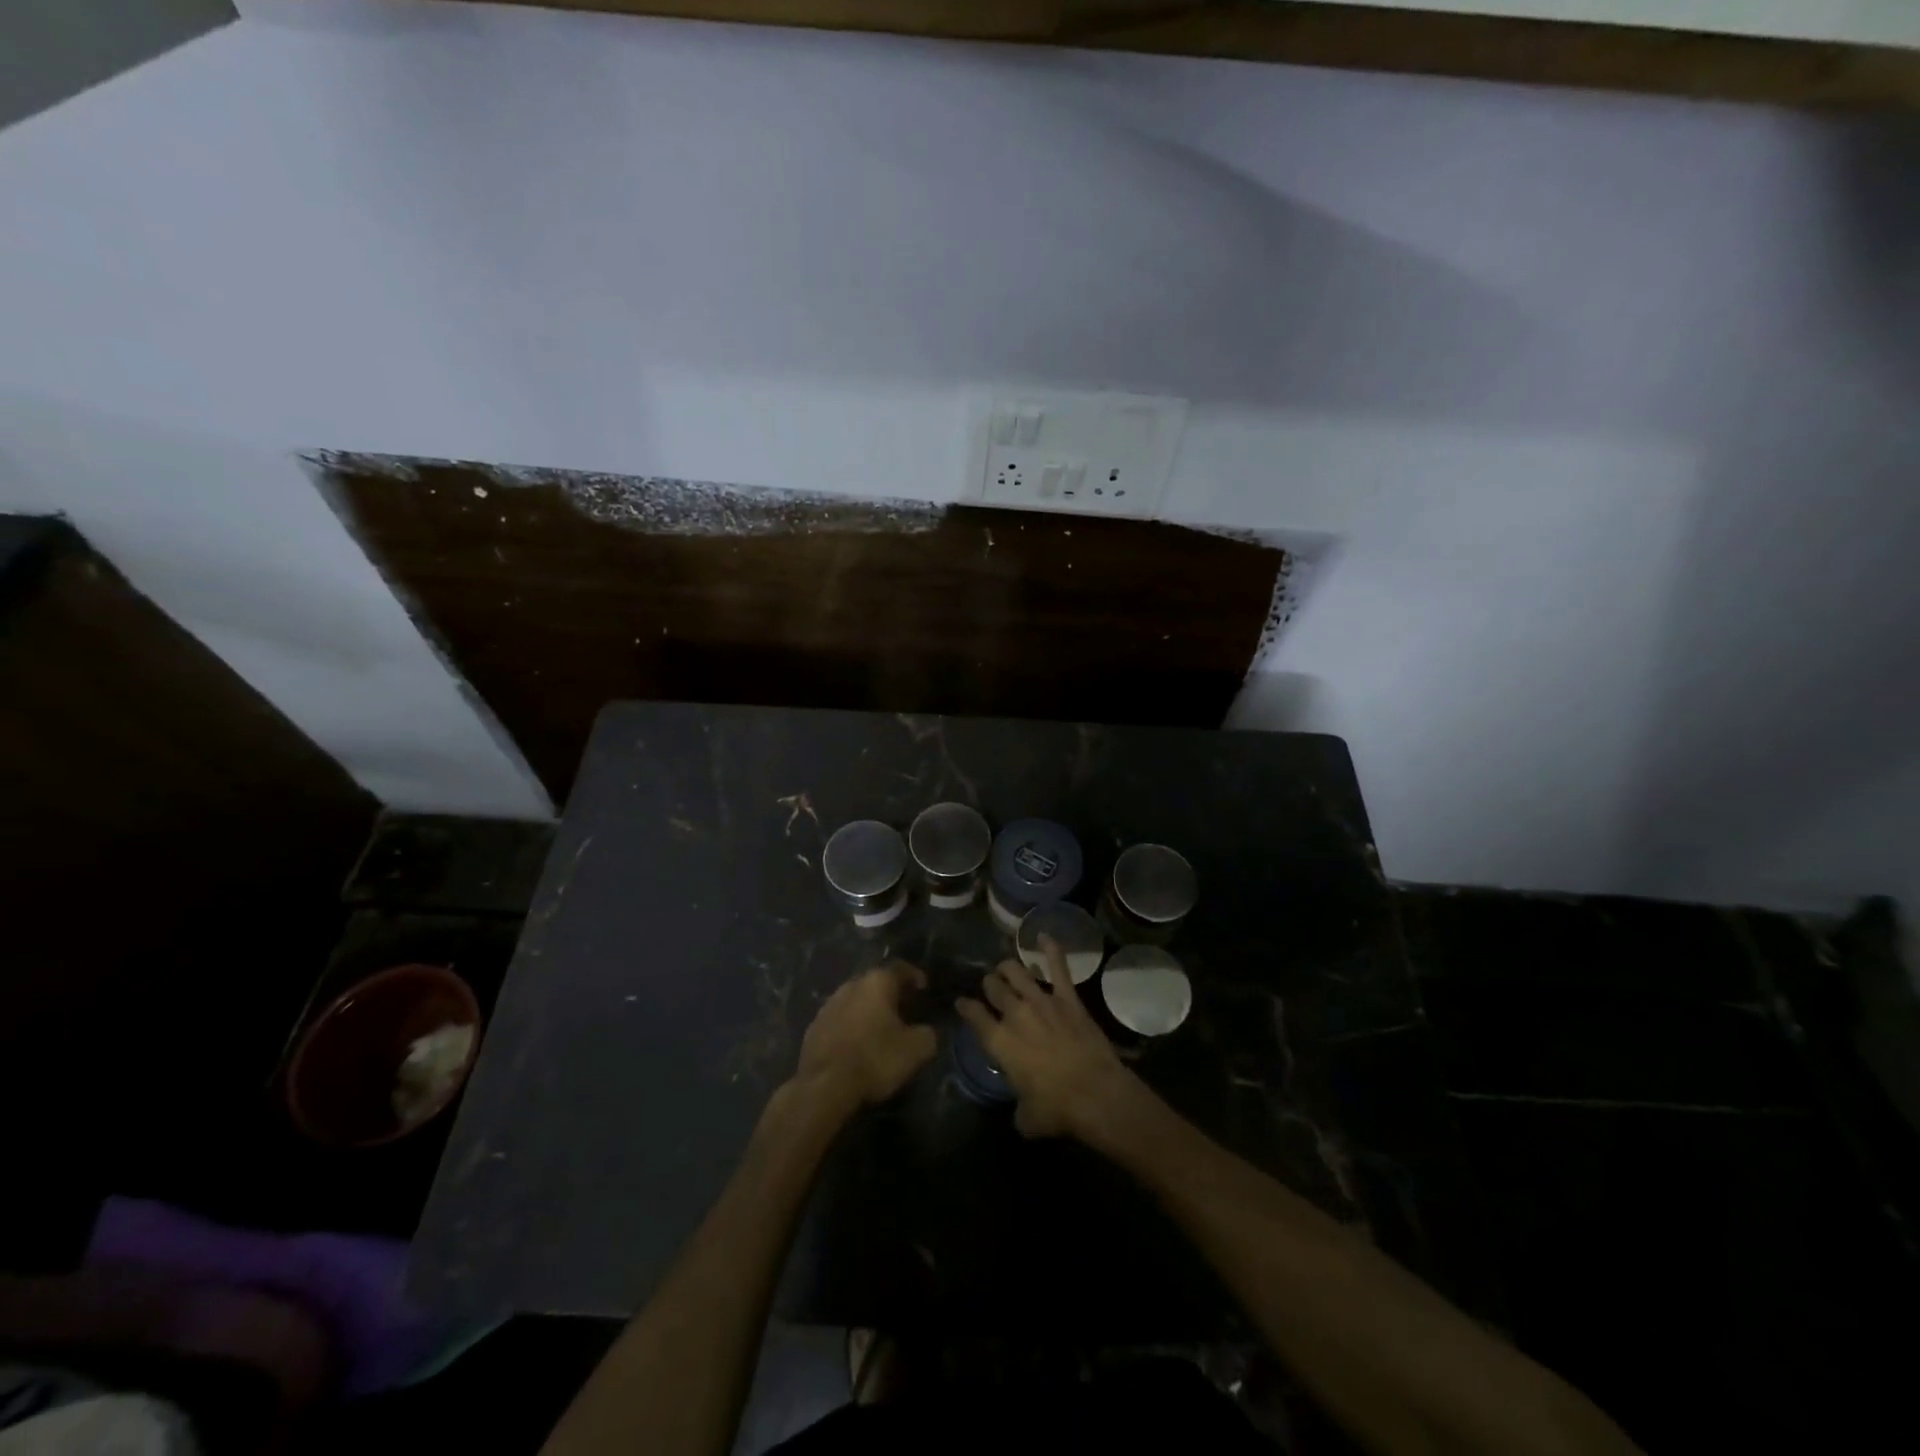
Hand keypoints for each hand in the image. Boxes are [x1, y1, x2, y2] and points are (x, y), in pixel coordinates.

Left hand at [796, 962, 937, 1110]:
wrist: (824, 1086)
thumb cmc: (875, 1059)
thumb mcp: (916, 1050)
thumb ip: (929, 1034)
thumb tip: (928, 1031)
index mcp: (877, 982)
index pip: (901, 968)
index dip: (915, 976)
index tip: (924, 989)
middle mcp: (851, 985)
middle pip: (876, 983)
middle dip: (891, 994)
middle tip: (905, 1010)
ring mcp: (828, 1005)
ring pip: (856, 1001)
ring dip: (869, 1010)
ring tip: (881, 1029)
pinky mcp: (814, 1027)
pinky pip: (840, 1020)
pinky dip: (852, 1027)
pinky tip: (857, 1045)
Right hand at [956, 936, 1145, 1140]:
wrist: (1095, 1093)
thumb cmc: (1057, 1109)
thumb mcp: (1027, 1119)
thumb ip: (1018, 1108)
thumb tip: (1022, 1109)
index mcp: (999, 1042)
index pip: (973, 1015)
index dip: (965, 1007)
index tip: (962, 1003)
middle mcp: (1015, 1014)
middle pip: (993, 987)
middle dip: (988, 985)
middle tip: (990, 987)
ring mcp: (1042, 1001)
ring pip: (1017, 971)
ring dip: (1008, 968)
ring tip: (1005, 968)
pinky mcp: (1068, 998)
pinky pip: (1058, 967)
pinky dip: (1051, 949)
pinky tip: (1044, 935)